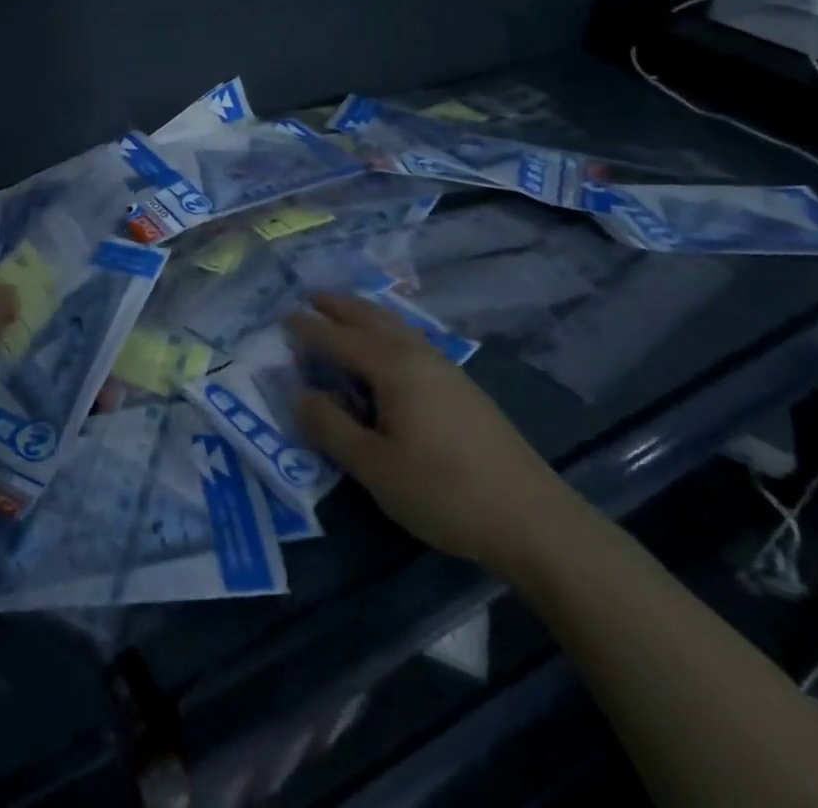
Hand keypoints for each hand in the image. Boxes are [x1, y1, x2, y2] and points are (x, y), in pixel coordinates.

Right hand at [288, 295, 581, 576]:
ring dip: (365, 313)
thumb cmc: (446, 492)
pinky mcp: (464, 389)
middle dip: (339, 305)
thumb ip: (331, 428)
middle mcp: (418, 355)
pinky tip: (390, 347)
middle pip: (371, 318)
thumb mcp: (375, 467)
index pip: (338, 338)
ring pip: (396, 326)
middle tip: (310, 296)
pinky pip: (412, 340)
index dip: (308, 329)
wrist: (536, 521)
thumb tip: (300, 395)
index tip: (281, 319)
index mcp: (393, 367)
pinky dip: (387, 330)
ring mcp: (446, 370)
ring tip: (344, 311)